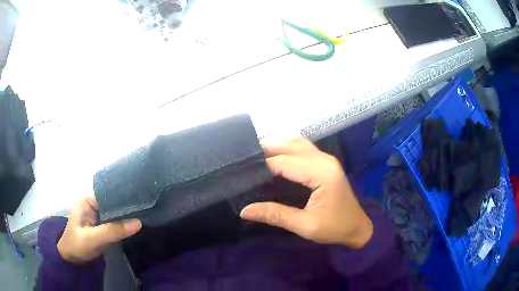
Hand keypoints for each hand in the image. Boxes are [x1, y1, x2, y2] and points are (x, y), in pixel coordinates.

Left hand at [57, 196, 141, 263]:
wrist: (72, 261)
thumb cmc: (77, 245)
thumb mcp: (93, 238)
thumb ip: (113, 231)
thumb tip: (138, 222)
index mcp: (87, 201)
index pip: (108, 195)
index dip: (123, 198)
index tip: (141, 200)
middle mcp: (93, 206)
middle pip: (113, 204)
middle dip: (127, 208)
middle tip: (146, 209)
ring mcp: (98, 217)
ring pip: (115, 214)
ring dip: (126, 217)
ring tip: (145, 214)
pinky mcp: (102, 227)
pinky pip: (115, 224)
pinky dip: (124, 225)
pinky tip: (136, 225)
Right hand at [240, 138, 372, 248]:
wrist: (357, 227)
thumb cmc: (334, 228)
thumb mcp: (305, 225)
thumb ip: (275, 215)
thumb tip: (245, 210)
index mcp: (322, 173)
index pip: (285, 162)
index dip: (263, 164)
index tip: (242, 170)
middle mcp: (325, 160)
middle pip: (291, 145)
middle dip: (267, 148)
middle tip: (245, 158)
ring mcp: (327, 159)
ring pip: (297, 142)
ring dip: (277, 144)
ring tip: (256, 154)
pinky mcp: (326, 162)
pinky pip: (303, 147)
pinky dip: (287, 147)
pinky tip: (276, 154)